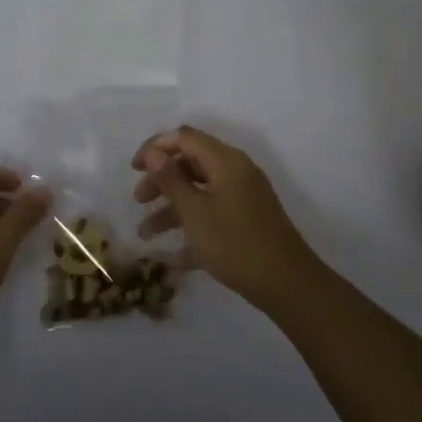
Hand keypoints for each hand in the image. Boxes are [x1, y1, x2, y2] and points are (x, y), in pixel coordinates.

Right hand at [133, 126, 316, 309]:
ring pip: (200, 192)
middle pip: (191, 163)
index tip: (133, 169)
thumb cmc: (236, 244)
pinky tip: (172, 257)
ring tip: (146, 234)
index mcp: (225, 162)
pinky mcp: (247, 221)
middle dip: (161, 179)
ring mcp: (243, 197)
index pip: (185, 138)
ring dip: (171, 208)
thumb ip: (171, 180)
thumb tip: (153, 152)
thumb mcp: (195, 212)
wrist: (287, 284)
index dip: (156, 147)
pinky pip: (212, 214)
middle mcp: (236, 172)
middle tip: (138, 200)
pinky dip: (192, 227)